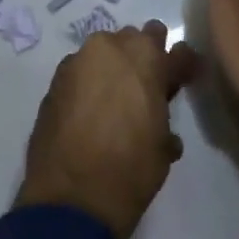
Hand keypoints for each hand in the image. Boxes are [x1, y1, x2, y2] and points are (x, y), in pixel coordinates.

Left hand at [15, 22, 200, 238]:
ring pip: (103, 53)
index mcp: (146, 58)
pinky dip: (88, 83)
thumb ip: (163, 111)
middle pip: (134, 40)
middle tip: (146, 89)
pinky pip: (80, 71)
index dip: (182, 65)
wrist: (70, 198)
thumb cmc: (130, 170)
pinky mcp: (54, 80)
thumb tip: (158, 109)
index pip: (175, 49)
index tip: (184, 78)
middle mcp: (110, 48)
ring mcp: (78, 60)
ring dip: (112, 69)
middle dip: (142, 59)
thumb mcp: (163, 144)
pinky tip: (89, 111)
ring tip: (115, 101)